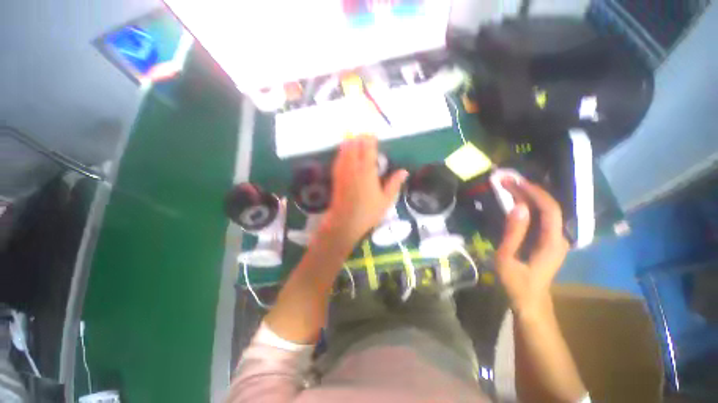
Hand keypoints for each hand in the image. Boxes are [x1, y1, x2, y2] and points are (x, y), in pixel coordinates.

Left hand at [322, 135, 407, 245]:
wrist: (345, 223)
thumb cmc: (368, 213)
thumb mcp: (386, 200)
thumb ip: (394, 184)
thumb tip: (404, 171)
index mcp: (367, 172)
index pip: (367, 149)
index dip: (370, 139)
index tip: (374, 135)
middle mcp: (353, 168)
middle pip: (354, 146)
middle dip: (359, 138)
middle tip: (365, 136)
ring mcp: (342, 171)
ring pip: (344, 150)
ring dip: (350, 142)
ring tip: (356, 140)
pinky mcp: (336, 177)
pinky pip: (338, 159)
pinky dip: (342, 151)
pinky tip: (345, 152)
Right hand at [496, 179, 568, 316]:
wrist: (530, 301)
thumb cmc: (516, 282)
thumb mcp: (507, 258)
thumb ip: (513, 233)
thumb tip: (518, 207)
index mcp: (552, 242)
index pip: (550, 209)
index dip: (534, 192)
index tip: (514, 182)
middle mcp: (559, 237)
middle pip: (549, 207)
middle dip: (528, 191)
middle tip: (506, 181)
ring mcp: (556, 238)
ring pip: (546, 211)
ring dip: (528, 196)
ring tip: (508, 186)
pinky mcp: (549, 240)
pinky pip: (542, 217)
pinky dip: (528, 205)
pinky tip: (516, 200)